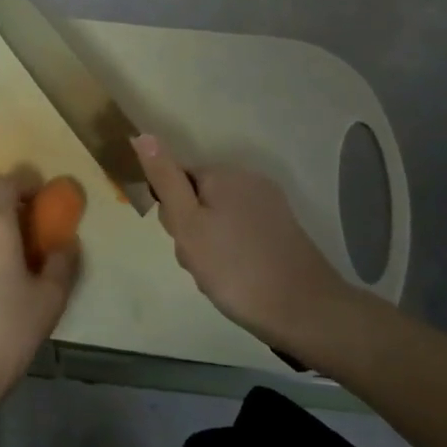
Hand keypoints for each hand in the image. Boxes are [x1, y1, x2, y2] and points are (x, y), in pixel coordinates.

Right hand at [132, 135, 367, 364]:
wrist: (304, 311)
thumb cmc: (235, 268)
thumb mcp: (188, 225)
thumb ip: (164, 179)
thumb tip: (142, 135)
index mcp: (223, 174)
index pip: (176, 181)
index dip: (172, 214)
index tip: (183, 242)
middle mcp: (248, 179)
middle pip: (198, 199)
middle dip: (191, 231)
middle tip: (200, 262)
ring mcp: (270, 204)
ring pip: (218, 219)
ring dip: (210, 246)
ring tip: (219, 275)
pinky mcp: (283, 229)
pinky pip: (241, 232)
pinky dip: (233, 252)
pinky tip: (238, 277)